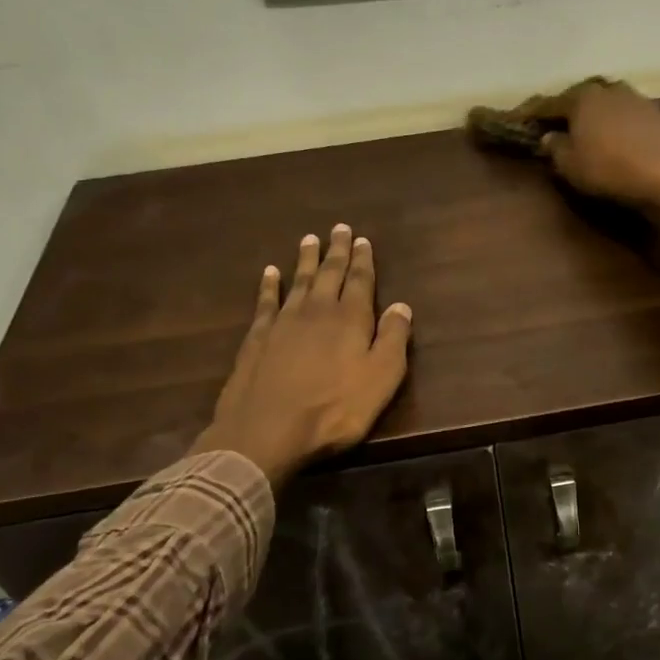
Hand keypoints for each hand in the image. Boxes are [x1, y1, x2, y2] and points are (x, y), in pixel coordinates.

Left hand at [192, 224, 412, 489]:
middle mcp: (318, 310)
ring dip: (305, 260)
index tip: (362, 240)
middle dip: (336, 251)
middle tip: (338, 229)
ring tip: (309, 239)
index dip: (363, 260)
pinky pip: (266, 301)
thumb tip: (402, 305)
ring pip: (298, 281)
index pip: (360, 281)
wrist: (267, 430)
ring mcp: (284, 322)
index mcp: (351, 319)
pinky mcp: (257, 337)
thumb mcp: (381, 379)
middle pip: (329, 273)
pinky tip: (270, 273)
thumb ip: (394, 339)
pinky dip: (269, 285)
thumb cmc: (334, 409)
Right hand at [539, 81, 659, 207]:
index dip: (536, 113)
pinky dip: (633, 128)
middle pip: (588, 97)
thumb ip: (555, 147)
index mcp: (584, 98)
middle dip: (576, 108)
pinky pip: (641, 120)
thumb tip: (549, 136)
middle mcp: (612, 90)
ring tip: (602, 131)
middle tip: (566, 123)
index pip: (552, 103)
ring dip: (607, 114)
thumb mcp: (568, 165)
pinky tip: (632, 142)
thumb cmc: (606, 169)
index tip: (523, 119)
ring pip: (617, 103)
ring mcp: (642, 101)